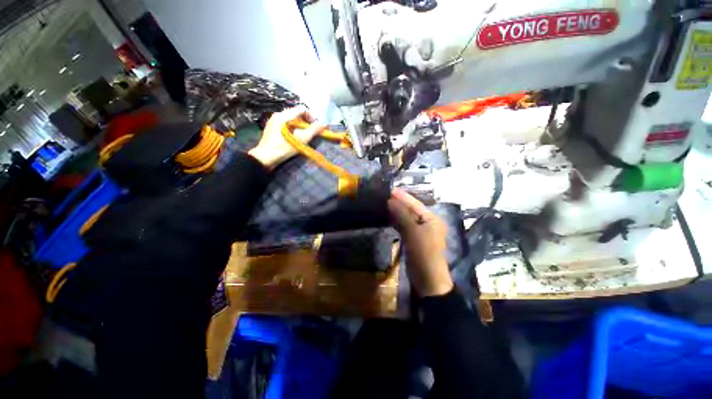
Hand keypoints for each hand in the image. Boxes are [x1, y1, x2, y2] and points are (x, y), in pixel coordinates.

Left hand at [248, 106, 325, 168]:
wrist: (266, 157)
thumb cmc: (284, 148)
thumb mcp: (301, 139)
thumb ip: (313, 130)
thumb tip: (324, 124)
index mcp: (284, 115)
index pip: (301, 109)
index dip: (311, 116)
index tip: (316, 125)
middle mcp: (278, 114)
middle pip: (296, 113)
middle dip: (306, 121)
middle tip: (312, 131)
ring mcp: (273, 121)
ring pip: (291, 119)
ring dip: (300, 125)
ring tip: (304, 135)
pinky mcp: (271, 127)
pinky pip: (285, 123)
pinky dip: (293, 127)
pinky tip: (295, 136)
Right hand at [388, 188, 452, 296]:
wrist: (427, 280)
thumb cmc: (423, 253)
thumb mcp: (413, 232)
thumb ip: (402, 214)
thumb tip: (390, 200)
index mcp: (432, 219)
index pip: (415, 204)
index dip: (402, 197)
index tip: (389, 189)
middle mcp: (427, 223)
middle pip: (410, 210)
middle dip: (398, 203)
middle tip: (383, 196)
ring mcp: (420, 232)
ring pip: (406, 218)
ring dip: (395, 212)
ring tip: (382, 204)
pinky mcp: (413, 239)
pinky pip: (403, 227)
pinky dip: (395, 222)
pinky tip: (386, 217)